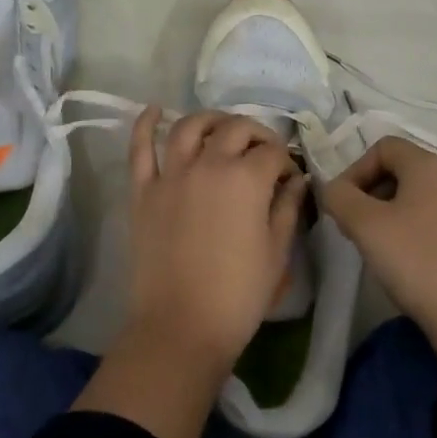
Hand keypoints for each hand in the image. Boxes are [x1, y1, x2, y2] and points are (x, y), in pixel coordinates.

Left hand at [72, 107, 306, 437]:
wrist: (181, 328)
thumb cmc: (238, 296)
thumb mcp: (277, 253)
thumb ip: (288, 208)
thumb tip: (296, 179)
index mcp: (247, 179)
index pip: (273, 152)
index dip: (286, 160)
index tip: (289, 177)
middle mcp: (209, 164)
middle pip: (236, 129)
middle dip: (256, 133)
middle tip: (264, 151)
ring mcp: (172, 174)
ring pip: (190, 127)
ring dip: (210, 119)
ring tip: (221, 126)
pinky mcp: (144, 191)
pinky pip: (140, 149)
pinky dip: (146, 124)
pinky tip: (154, 109)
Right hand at [320, 136, 436, 367]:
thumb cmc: (416, 262)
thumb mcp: (365, 227)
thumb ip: (339, 197)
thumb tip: (334, 189)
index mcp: (429, 166)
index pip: (383, 147)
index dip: (356, 170)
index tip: (344, 204)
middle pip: (403, 169)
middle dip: (372, 191)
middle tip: (357, 226)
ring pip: (421, 196)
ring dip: (393, 211)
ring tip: (381, 245)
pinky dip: (418, 228)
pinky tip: (411, 261)